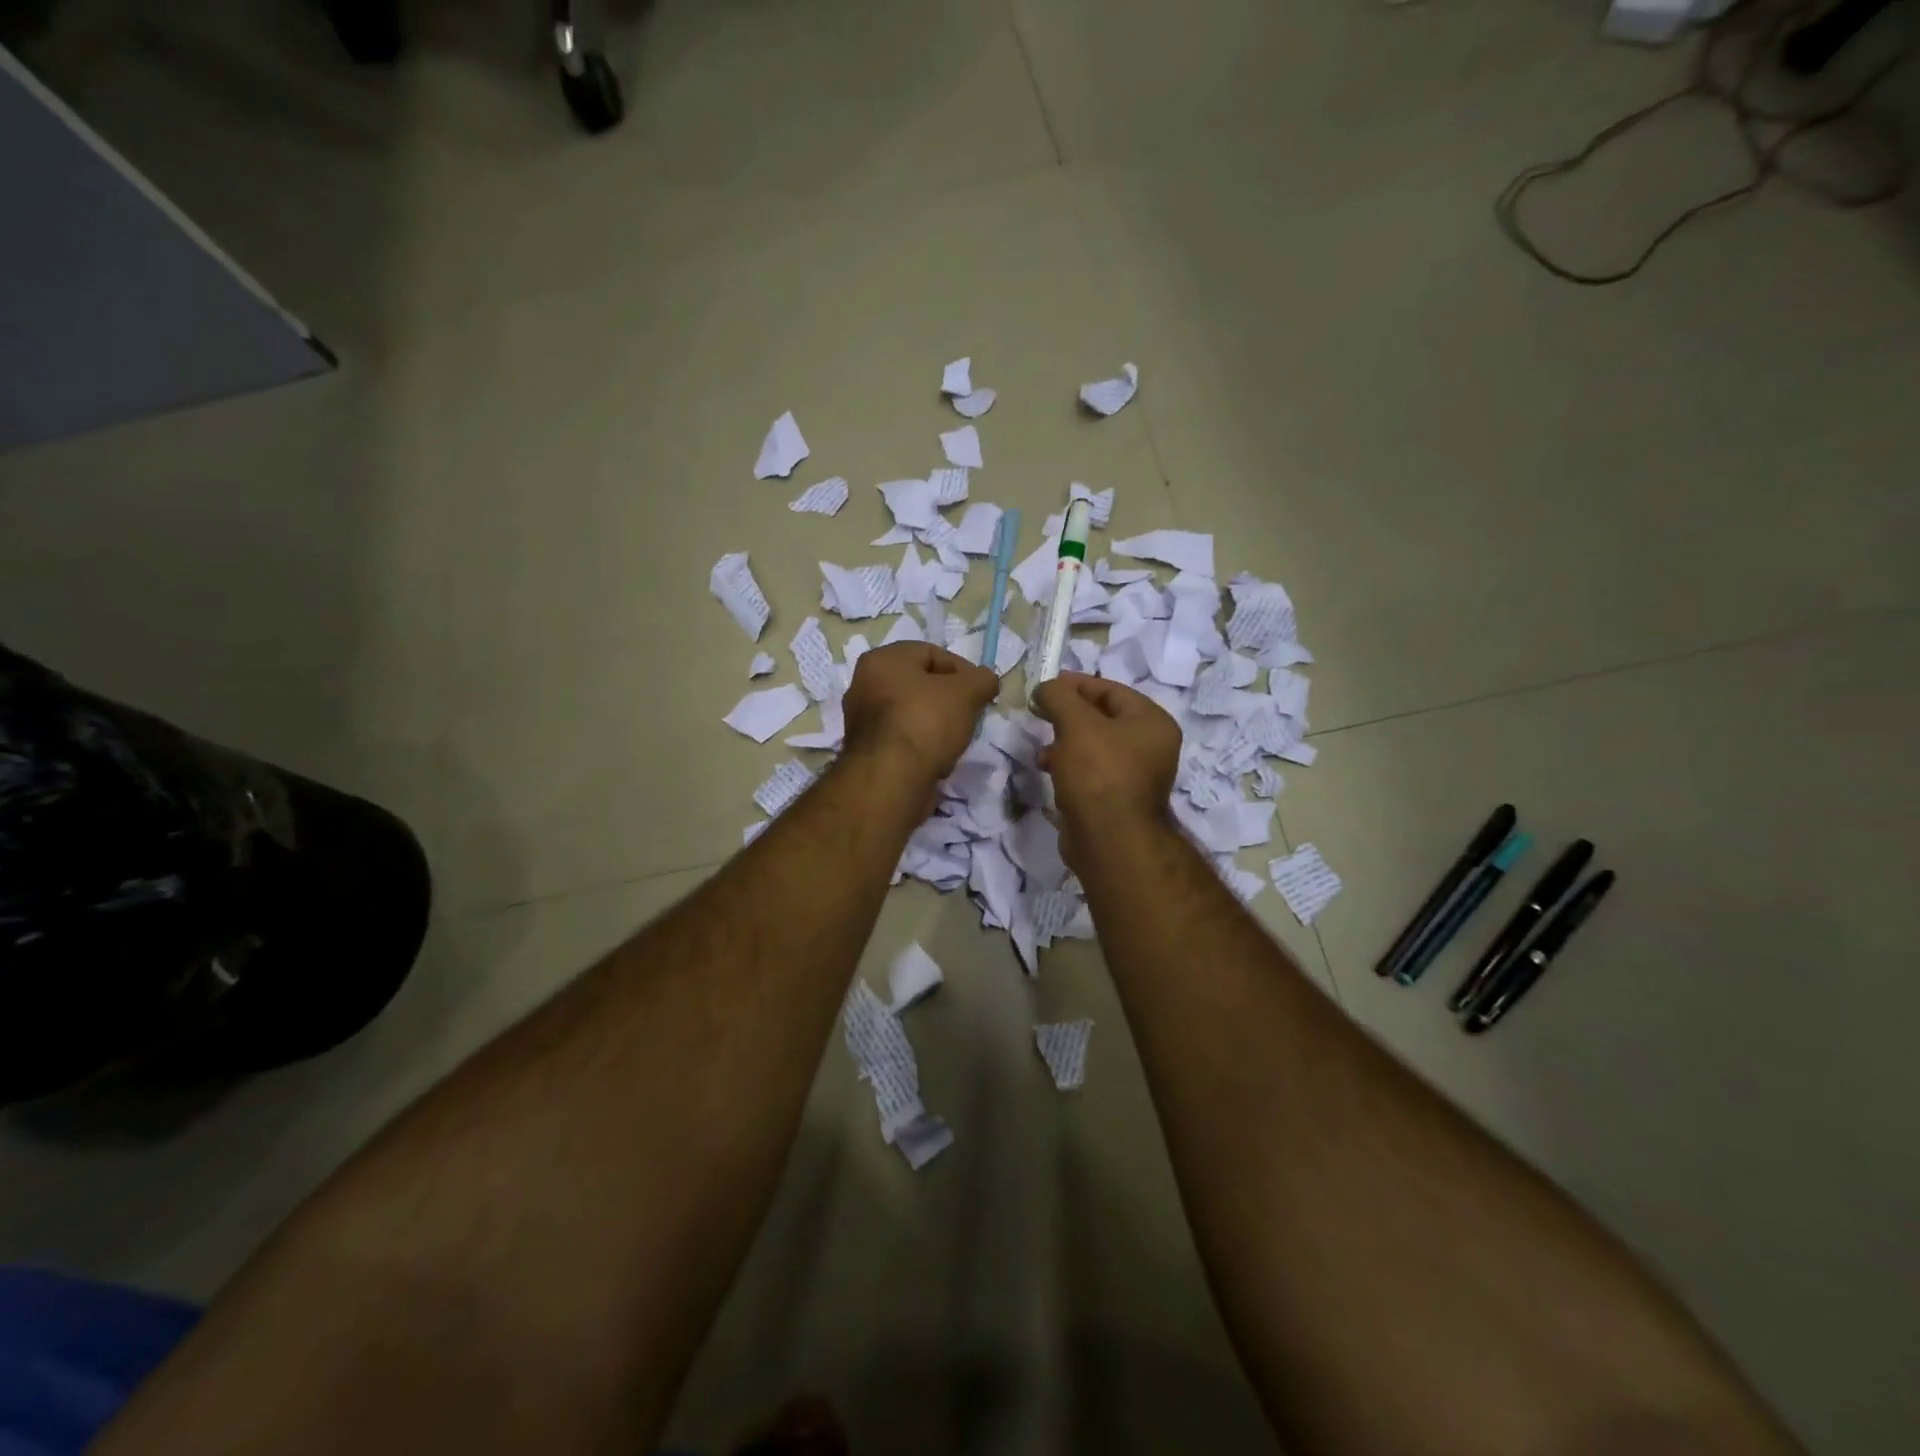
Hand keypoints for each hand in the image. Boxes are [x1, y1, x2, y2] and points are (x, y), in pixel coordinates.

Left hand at [843, 642, 999, 788]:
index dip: (962, 670)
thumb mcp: (966, 692)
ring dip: (937, 727)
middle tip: (969, 716)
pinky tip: (937, 762)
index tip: (980, 693)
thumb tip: (986, 681)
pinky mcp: (866, 751)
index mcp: (883, 660)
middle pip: (921, 685)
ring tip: (954, 742)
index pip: (932, 653)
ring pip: (913, 714)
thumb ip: (982, 679)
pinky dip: (922, 747)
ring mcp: (862, 720)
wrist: (890, 780)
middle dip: (950, 701)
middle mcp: (864, 684)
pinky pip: (903, 740)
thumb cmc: (926, 723)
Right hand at [1031, 672, 1180, 836]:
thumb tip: (1045, 688)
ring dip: (1065, 742)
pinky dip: (1069, 766)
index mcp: (1152, 722)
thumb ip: (1059, 696)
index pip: (1111, 690)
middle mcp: (1151, 747)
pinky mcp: (1117, 800)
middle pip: (1103, 718)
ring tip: (1042, 750)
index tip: (1044, 687)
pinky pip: (1091, 772)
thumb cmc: (1098, 773)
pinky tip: (1049, 772)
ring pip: (1094, 746)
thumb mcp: (1076, 724)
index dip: (1076, 685)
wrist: (1109, 840)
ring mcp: (1135, 776)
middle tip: (1040, 713)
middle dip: (1068, 715)